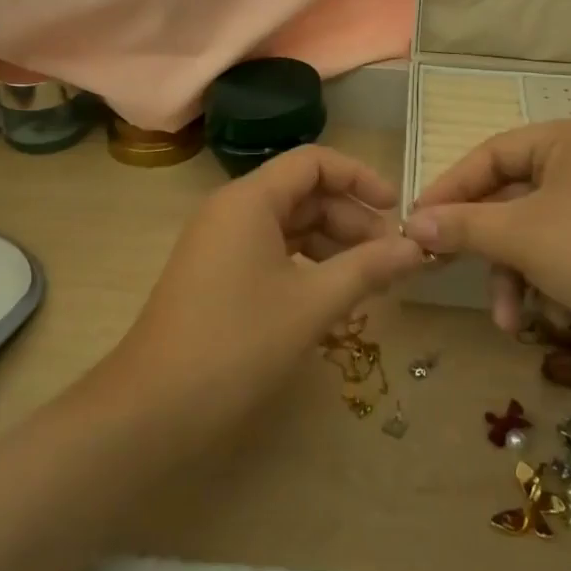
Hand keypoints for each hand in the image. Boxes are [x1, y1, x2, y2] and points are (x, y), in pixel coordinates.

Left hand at [105, 146, 424, 445]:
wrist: (154, 408)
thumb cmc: (238, 343)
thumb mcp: (312, 303)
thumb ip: (368, 268)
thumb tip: (417, 248)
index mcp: (249, 199)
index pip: (314, 162)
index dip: (359, 178)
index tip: (396, 210)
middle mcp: (232, 210)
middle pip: (303, 194)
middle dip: (351, 219)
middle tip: (391, 258)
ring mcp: (220, 244)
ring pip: (289, 226)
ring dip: (333, 245)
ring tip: (371, 279)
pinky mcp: (217, 275)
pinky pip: (272, 252)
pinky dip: (307, 265)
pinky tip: (333, 294)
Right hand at [402, 119, 570, 353]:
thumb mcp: (523, 238)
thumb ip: (463, 227)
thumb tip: (412, 224)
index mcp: (568, 139)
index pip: (491, 154)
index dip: (450, 188)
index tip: (418, 223)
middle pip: (511, 196)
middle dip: (486, 246)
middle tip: (446, 269)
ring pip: (534, 229)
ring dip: (513, 274)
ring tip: (507, 320)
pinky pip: (561, 247)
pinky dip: (545, 279)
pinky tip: (544, 316)